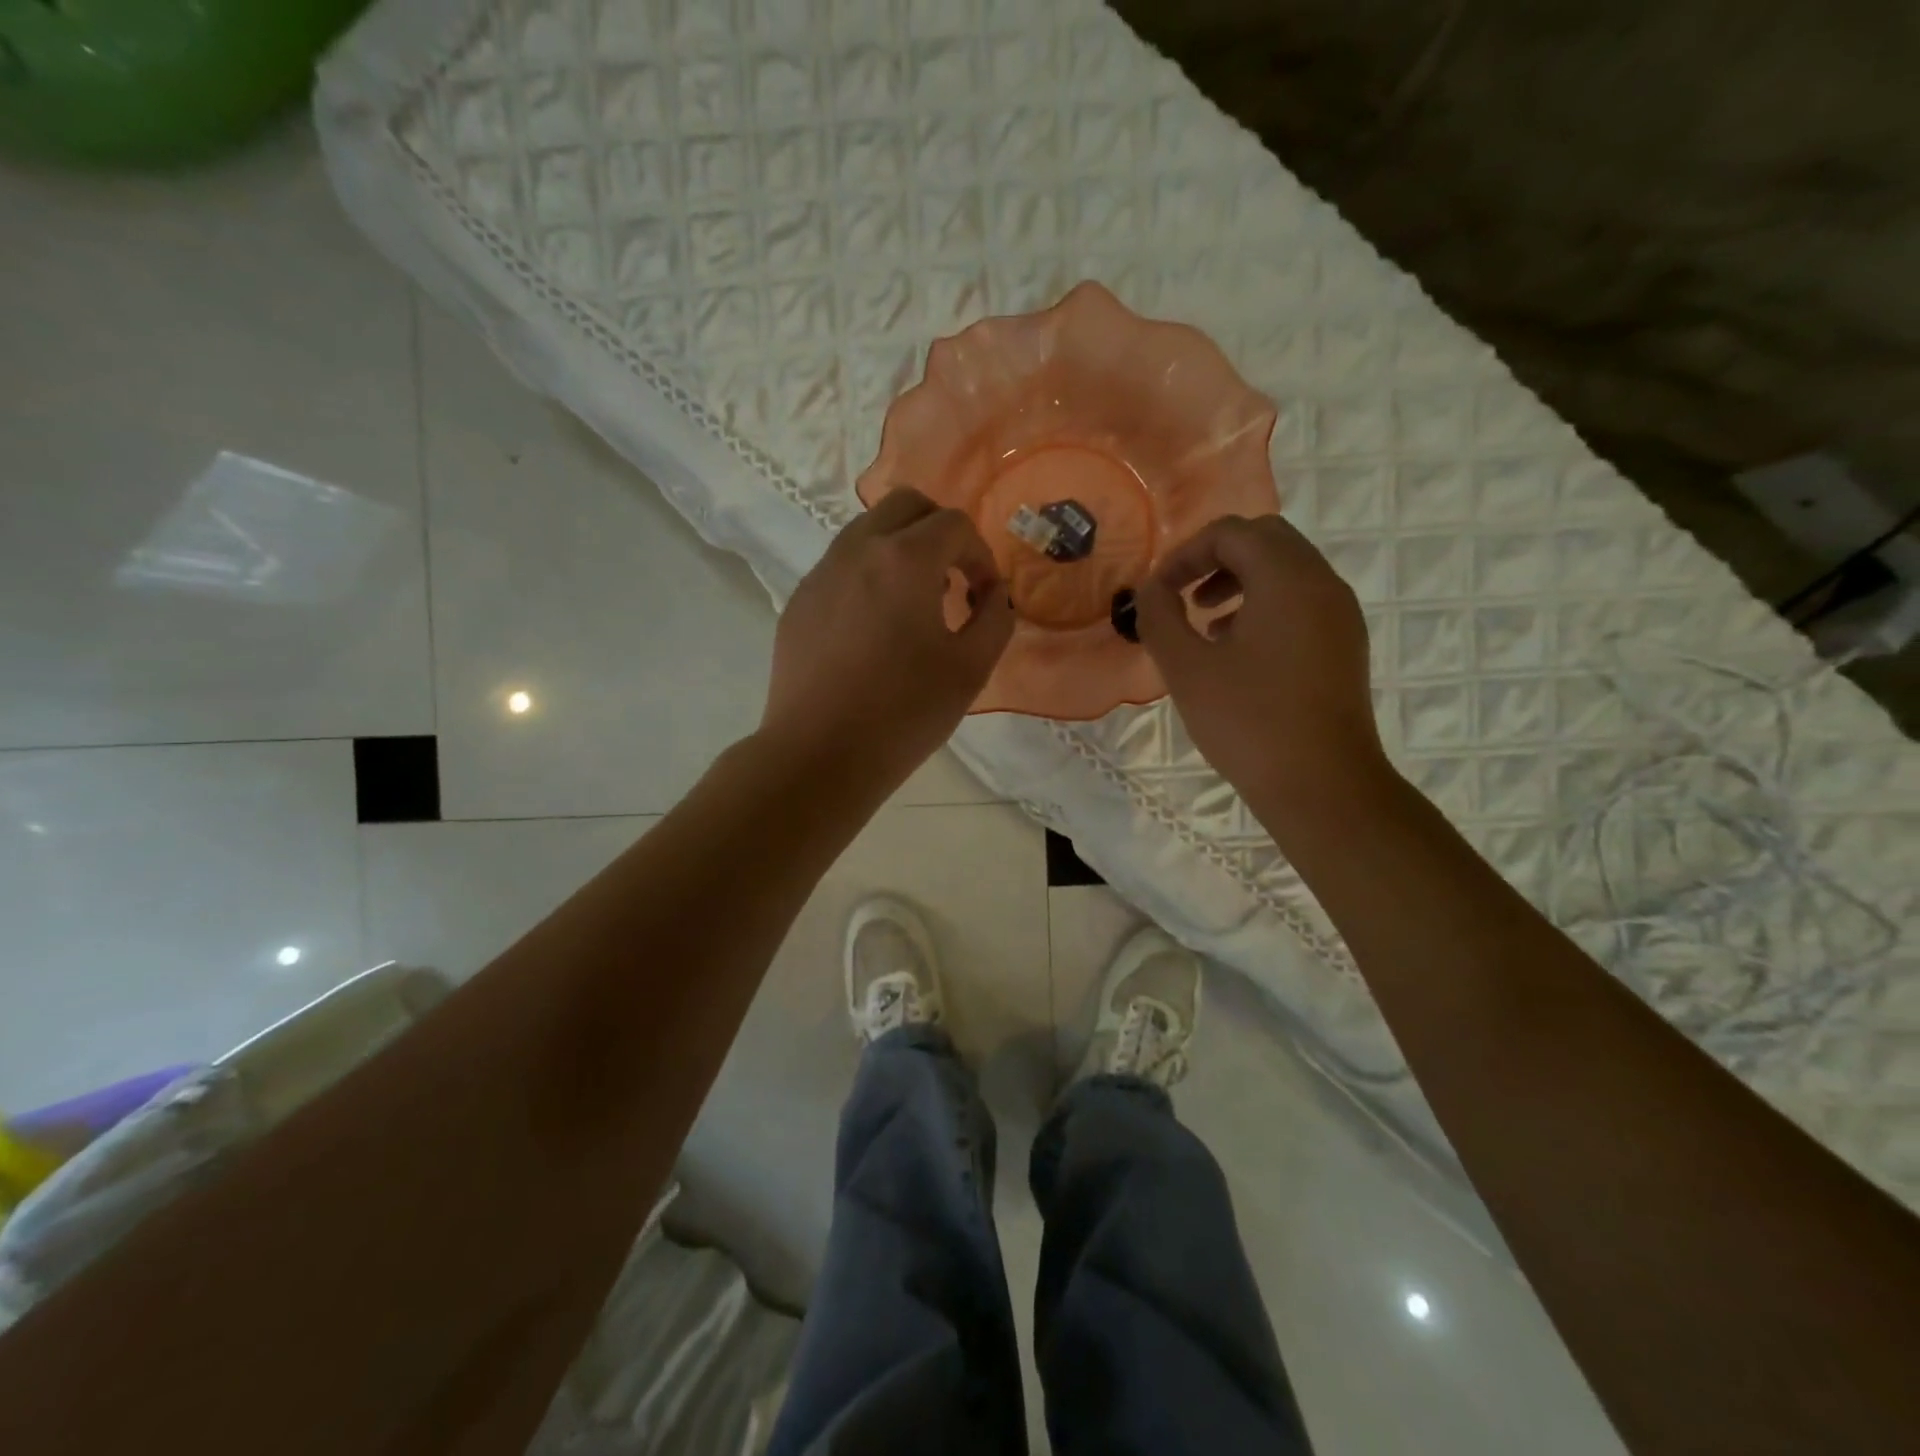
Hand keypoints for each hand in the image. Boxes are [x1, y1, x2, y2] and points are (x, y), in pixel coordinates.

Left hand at [760, 488, 1014, 794]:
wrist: (819, 755)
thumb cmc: (903, 713)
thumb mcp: (970, 669)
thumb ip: (995, 618)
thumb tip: (993, 593)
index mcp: (904, 559)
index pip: (954, 524)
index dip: (980, 556)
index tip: (982, 597)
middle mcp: (857, 550)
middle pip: (905, 505)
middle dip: (939, 531)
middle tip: (953, 579)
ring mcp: (820, 574)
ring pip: (867, 530)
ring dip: (901, 549)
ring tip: (914, 604)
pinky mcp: (799, 602)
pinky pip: (840, 566)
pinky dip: (868, 575)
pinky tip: (874, 629)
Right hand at [1135, 514, 1387, 808]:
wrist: (1322, 785)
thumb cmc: (1248, 722)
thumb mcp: (1186, 668)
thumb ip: (1160, 617)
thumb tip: (1152, 590)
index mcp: (1287, 579)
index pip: (1231, 533)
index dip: (1185, 554)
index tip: (1158, 592)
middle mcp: (1322, 584)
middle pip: (1266, 540)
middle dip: (1216, 559)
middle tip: (1184, 597)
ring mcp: (1341, 615)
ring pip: (1288, 570)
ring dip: (1242, 581)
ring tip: (1207, 624)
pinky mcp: (1345, 645)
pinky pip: (1303, 601)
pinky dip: (1266, 605)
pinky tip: (1238, 651)